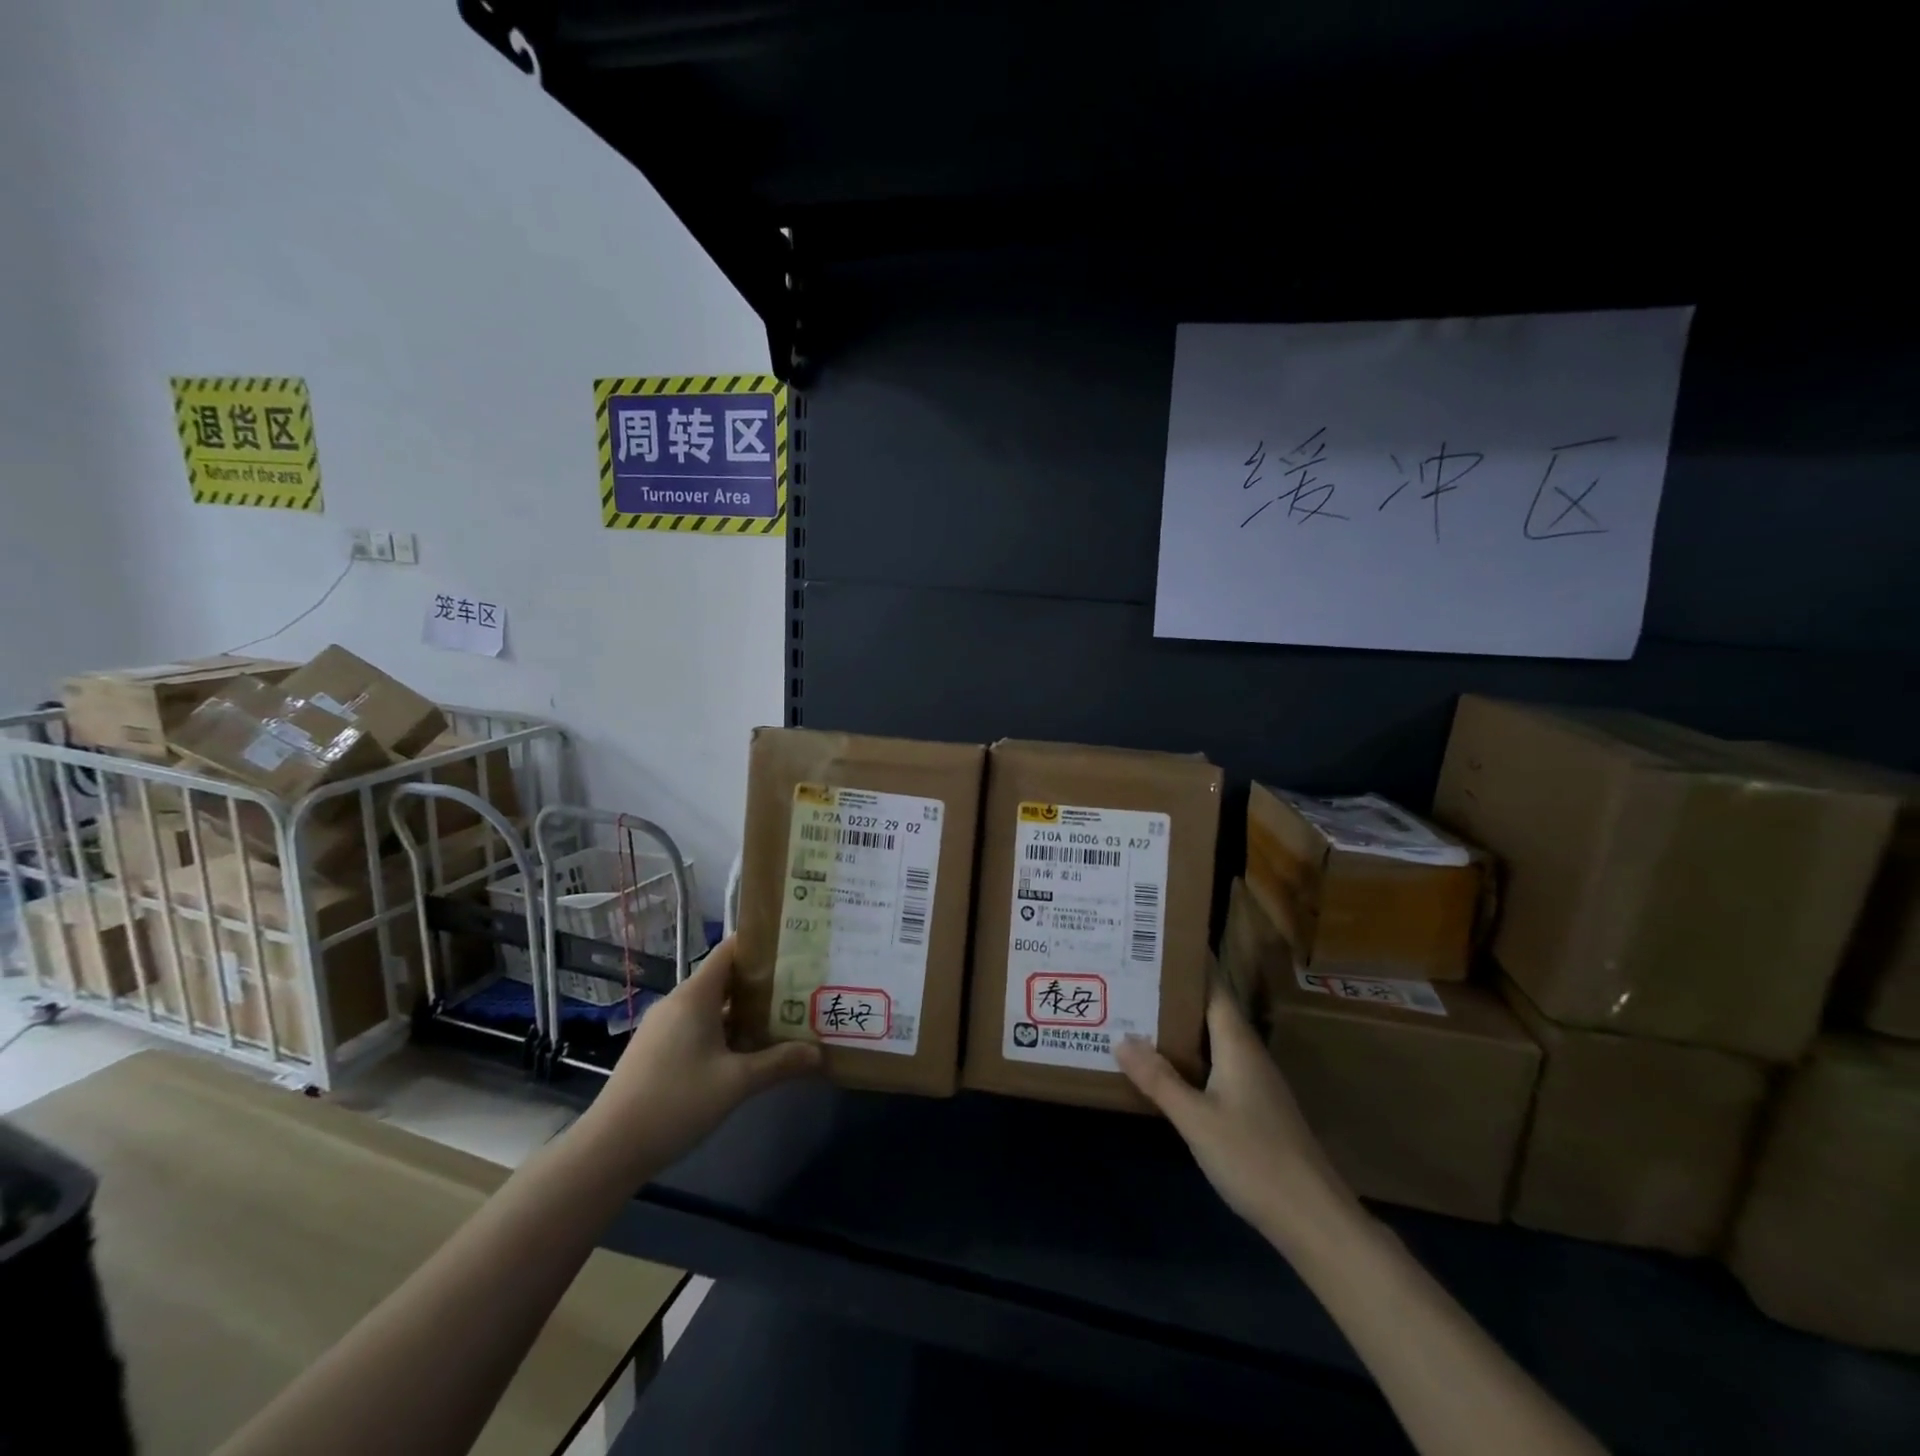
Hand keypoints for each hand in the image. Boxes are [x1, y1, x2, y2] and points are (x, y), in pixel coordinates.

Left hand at [585, 935, 820, 1177]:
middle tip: (800, 987)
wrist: (609, 1148)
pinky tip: (746, 1050)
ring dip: (744, 1010)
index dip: (761, 944)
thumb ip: (779, 1063)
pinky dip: (724, 1029)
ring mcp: (664, 1026)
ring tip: (782, 1017)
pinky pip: (697, 1025)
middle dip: (762, 982)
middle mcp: (678, 1002)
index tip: (794, 947)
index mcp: (695, 996)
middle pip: (725, 978)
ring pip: (712, 1005)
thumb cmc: (676, 1102)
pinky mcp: (657, 1049)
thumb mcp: (736, 1083)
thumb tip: (818, 1052)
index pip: (730, 950)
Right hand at [1116, 980, 1348, 1236]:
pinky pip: (1216, 1064)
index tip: (1158, 941)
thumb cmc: (1254, 1158)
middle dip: (1175, 992)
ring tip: (1139, 1013)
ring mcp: (1254, 1082)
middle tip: (1133, 975)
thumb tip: (1121, 1038)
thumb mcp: (1196, 1118)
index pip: (1214, 986)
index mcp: (1237, 1043)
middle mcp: (1248, 1054)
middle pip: (1210, 1010)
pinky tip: (1166, 1067)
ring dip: (1181, 1025)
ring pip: (1212, 1039)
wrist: (1313, 1219)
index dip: (1190, 962)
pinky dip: (1190, 1055)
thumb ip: (1159, 1079)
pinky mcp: (1255, 1107)